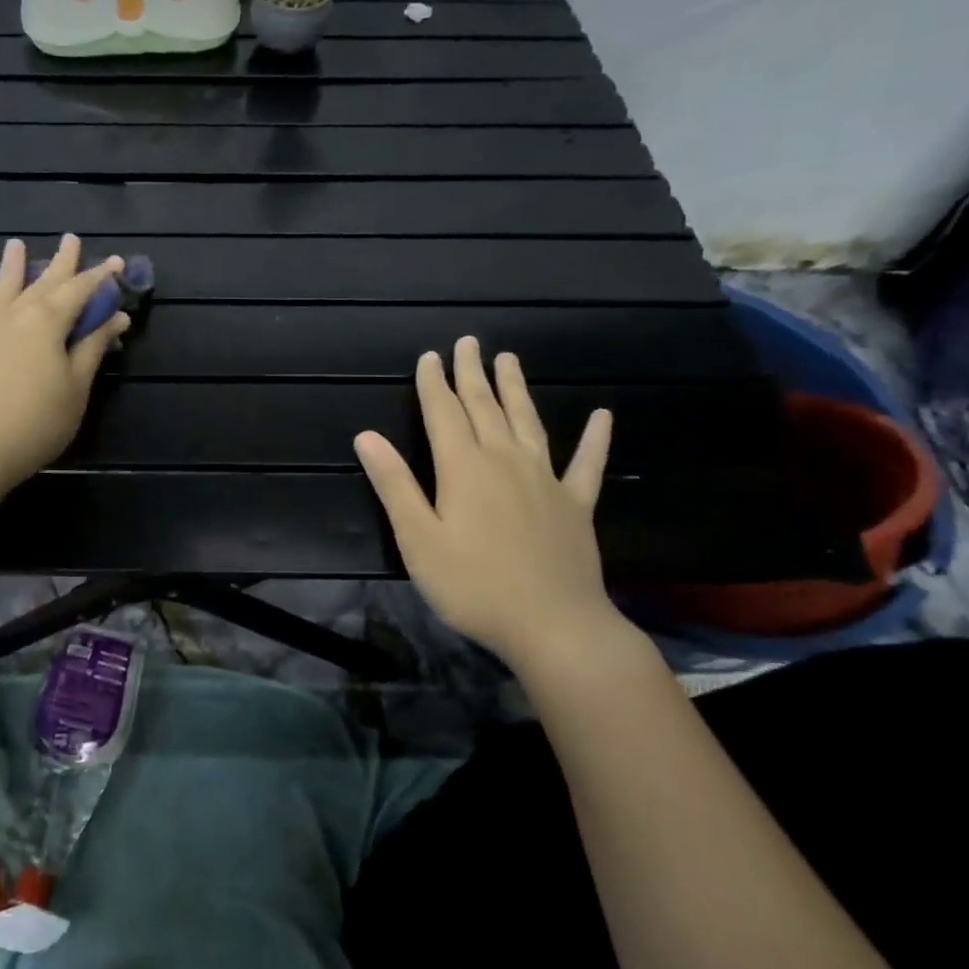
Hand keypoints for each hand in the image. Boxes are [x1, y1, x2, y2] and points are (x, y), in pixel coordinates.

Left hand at [0, 235, 128, 494]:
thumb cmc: (35, 422)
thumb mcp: (75, 389)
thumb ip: (93, 348)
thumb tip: (116, 317)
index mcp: (48, 321)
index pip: (81, 290)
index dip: (101, 277)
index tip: (116, 262)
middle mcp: (15, 311)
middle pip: (43, 280)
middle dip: (62, 261)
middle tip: (71, 239)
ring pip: (3, 284)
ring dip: (13, 264)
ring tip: (16, 244)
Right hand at [355, 338, 616, 668]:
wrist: (553, 626)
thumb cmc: (473, 585)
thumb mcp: (418, 539)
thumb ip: (394, 485)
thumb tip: (366, 437)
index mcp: (463, 468)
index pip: (443, 413)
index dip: (433, 383)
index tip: (430, 356)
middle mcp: (504, 461)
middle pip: (485, 407)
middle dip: (472, 374)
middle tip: (469, 342)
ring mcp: (546, 479)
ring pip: (528, 421)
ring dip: (516, 389)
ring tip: (510, 359)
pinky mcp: (576, 504)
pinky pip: (587, 463)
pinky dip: (595, 438)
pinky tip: (602, 416)